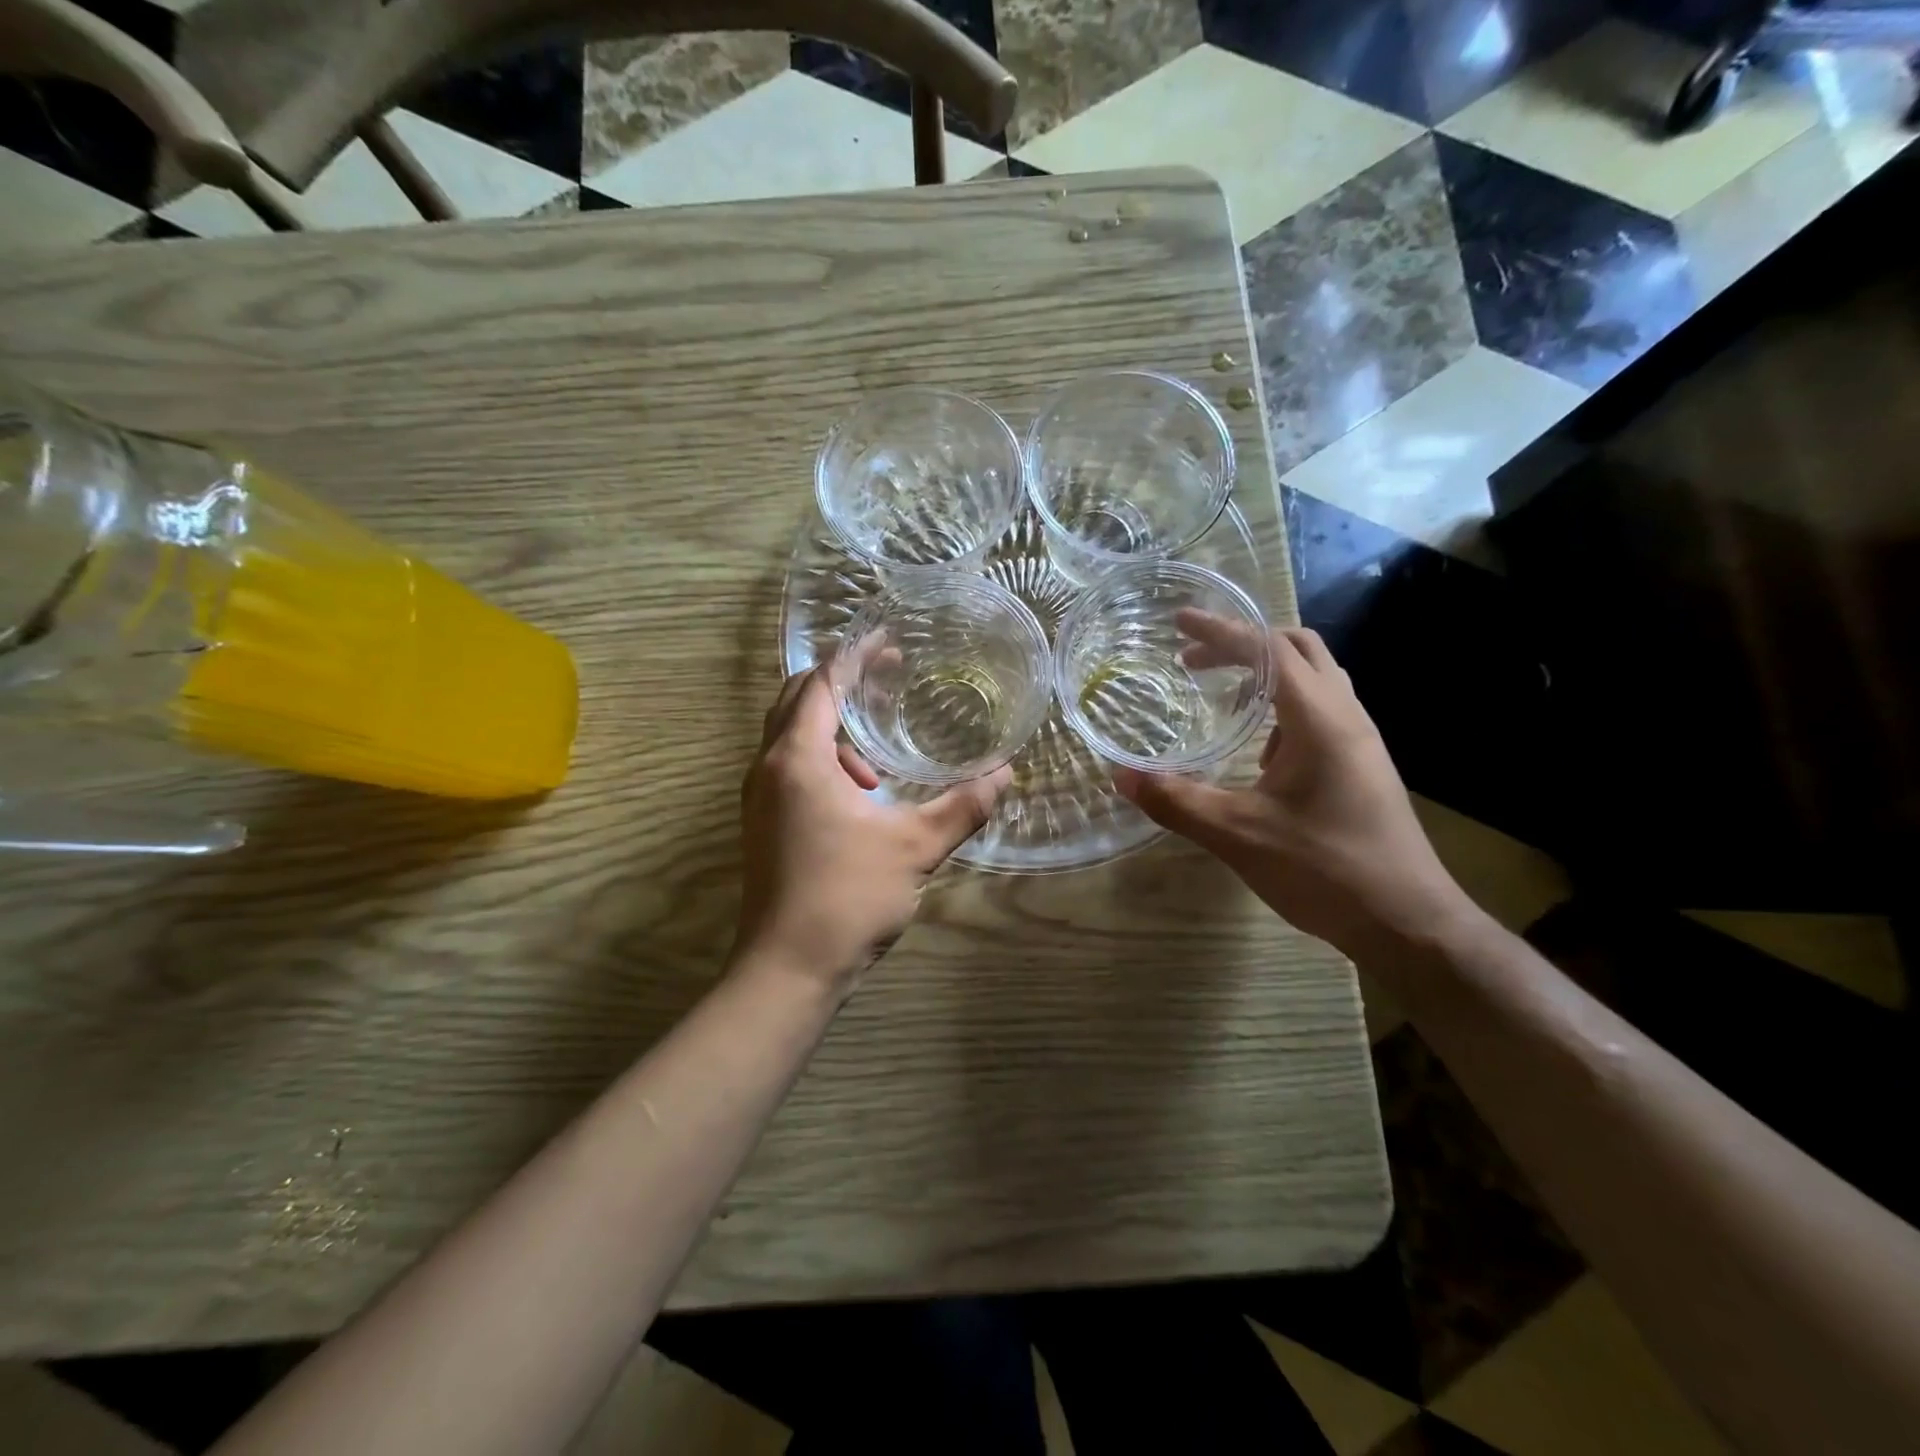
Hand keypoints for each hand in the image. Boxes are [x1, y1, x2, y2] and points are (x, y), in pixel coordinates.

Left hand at [734, 668, 1011, 992]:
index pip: (822, 683)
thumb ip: (962, 806)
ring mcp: (759, 796)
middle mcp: (769, 767)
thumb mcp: (915, 847)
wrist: (787, 969)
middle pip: (797, 699)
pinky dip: (822, 758)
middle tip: (887, 678)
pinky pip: (790, 766)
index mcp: (798, 759)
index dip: (854, 655)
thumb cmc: (848, 897)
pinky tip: (861, 794)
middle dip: (841, 681)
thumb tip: (1005, 774)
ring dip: (832, 729)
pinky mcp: (763, 822)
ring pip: (790, 735)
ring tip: (879, 764)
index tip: (886, 640)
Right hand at [1113, 612, 1473, 961]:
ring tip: (1221, 692)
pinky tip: (1258, 746)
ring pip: (1315, 676)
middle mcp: (1346, 716)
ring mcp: (1359, 740)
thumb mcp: (1239, 835)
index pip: (1266, 650)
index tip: (1178, 623)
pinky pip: (1321, 709)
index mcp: (1319, 719)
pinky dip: (1283, 703)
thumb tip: (1121, 777)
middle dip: (1243, 642)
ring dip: (1266, 670)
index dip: (1219, 631)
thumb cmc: (1325, 870)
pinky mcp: (1361, 764)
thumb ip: (1177, 801)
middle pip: (1298, 647)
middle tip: (1194, 659)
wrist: (1408, 922)